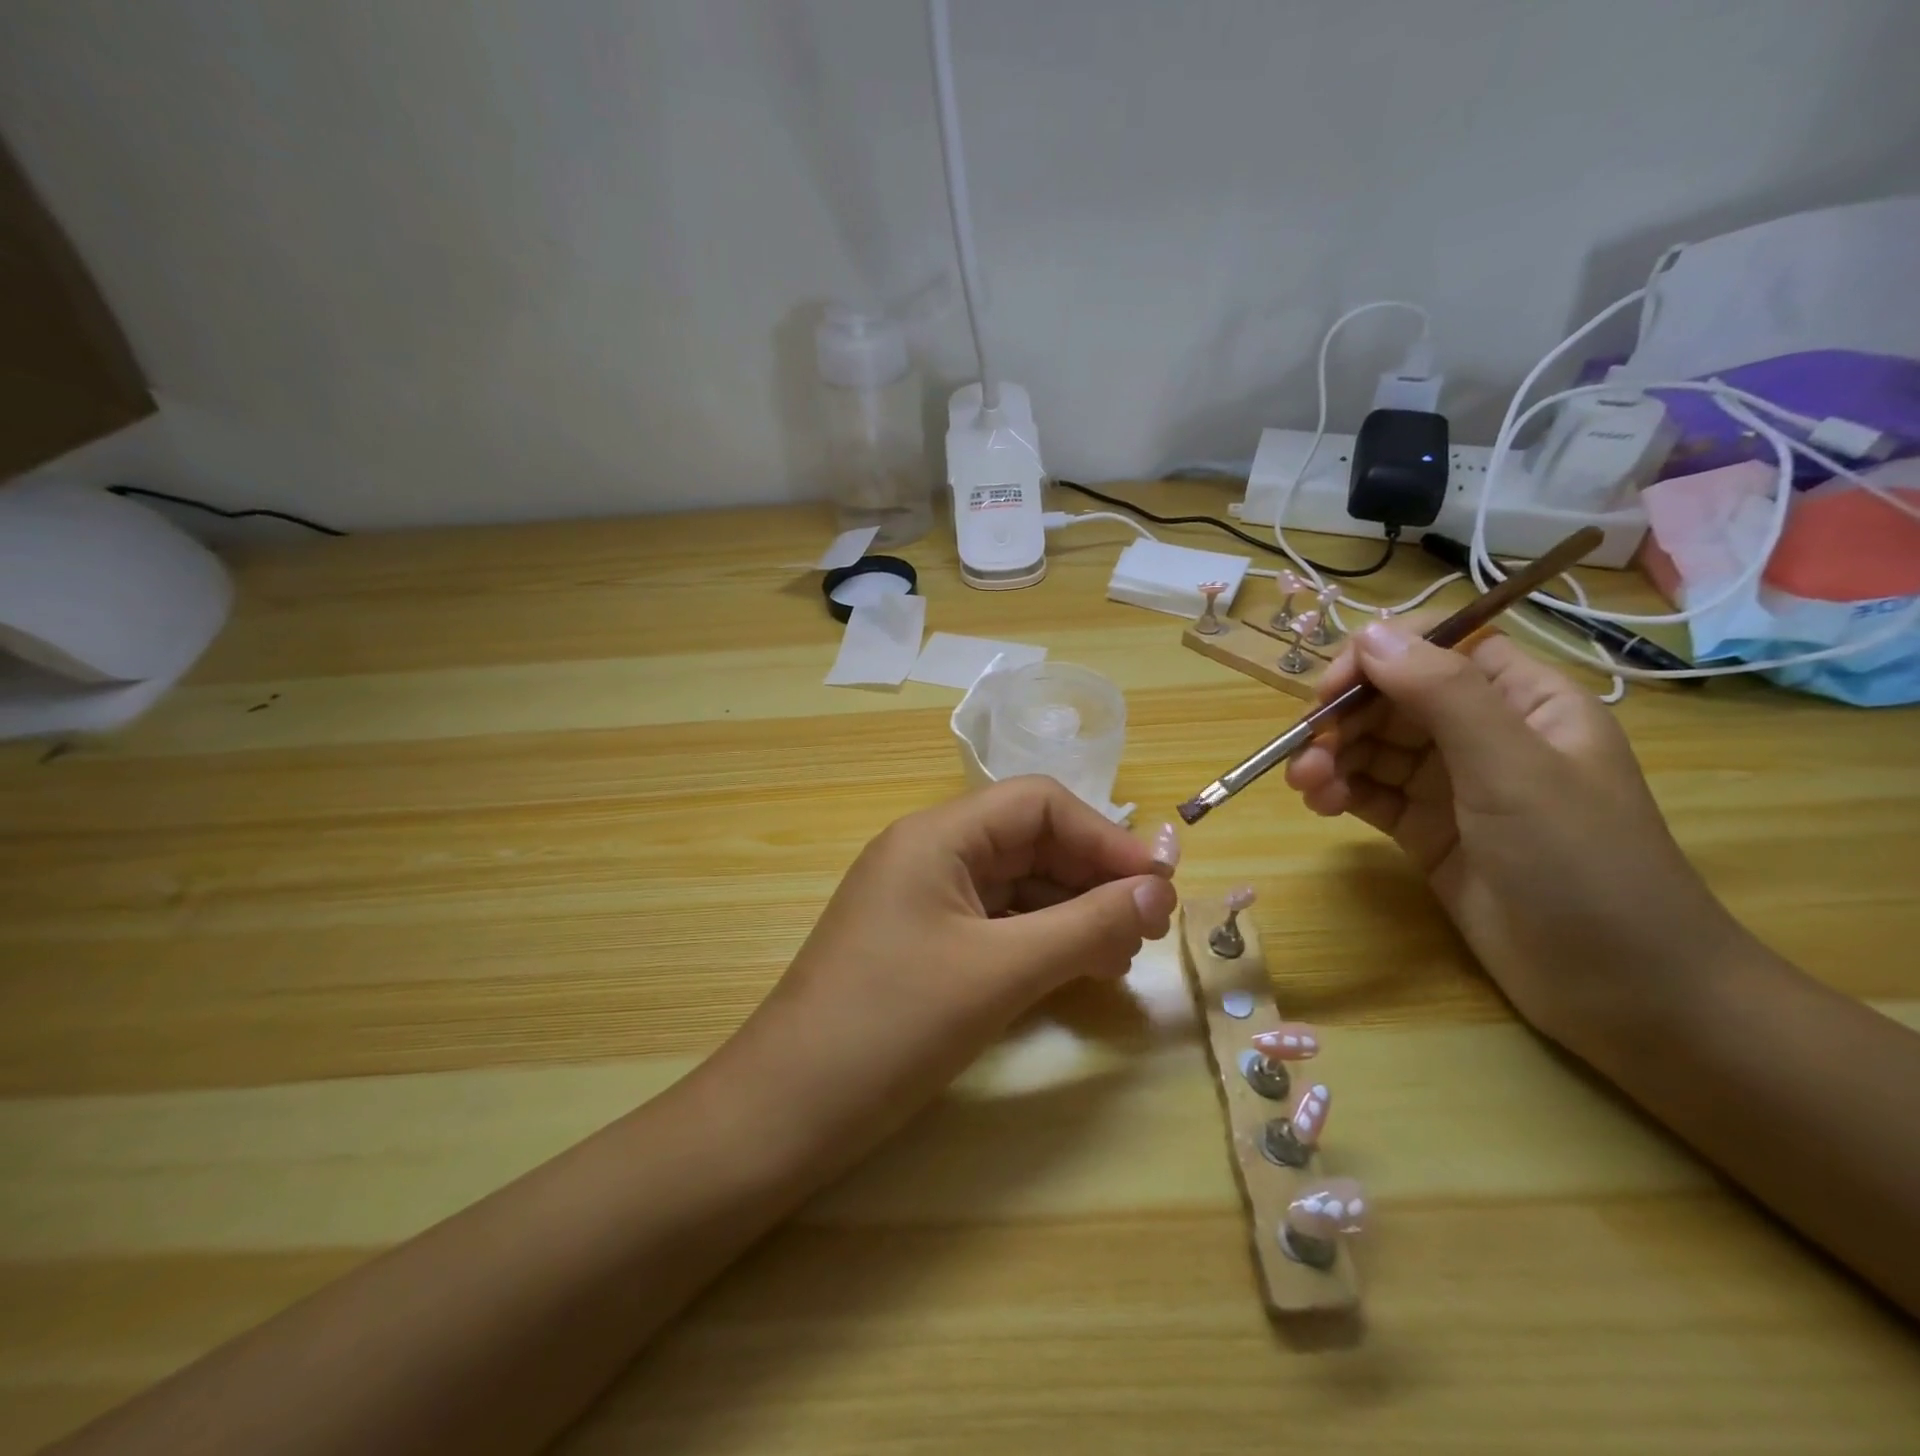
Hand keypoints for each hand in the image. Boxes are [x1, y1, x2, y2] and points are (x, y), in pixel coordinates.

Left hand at [712, 777, 1179, 1171]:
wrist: (786, 1111)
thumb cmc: (892, 1026)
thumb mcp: (1000, 972)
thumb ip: (1087, 926)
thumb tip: (1162, 891)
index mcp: (937, 835)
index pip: (1039, 804)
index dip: (1105, 838)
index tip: (1159, 886)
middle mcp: (928, 852)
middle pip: (1029, 840)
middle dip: (1093, 877)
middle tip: (1147, 930)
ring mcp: (922, 899)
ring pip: (1016, 884)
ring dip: (1072, 911)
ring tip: (1119, 958)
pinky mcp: (921, 942)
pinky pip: (995, 922)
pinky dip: (1040, 939)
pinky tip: (1074, 971)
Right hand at [1284, 619, 1746, 1058]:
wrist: (1621, 989)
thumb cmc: (1581, 863)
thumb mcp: (1512, 769)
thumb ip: (1443, 694)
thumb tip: (1370, 632)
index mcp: (1524, 702)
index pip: (1439, 651)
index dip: (1379, 659)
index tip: (1330, 692)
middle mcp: (1486, 735)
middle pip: (1395, 700)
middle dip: (1345, 720)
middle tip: (1306, 755)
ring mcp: (1455, 786)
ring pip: (1375, 748)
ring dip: (1333, 758)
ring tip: (1307, 786)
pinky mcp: (1428, 831)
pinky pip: (1371, 793)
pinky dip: (1341, 791)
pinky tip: (1322, 804)